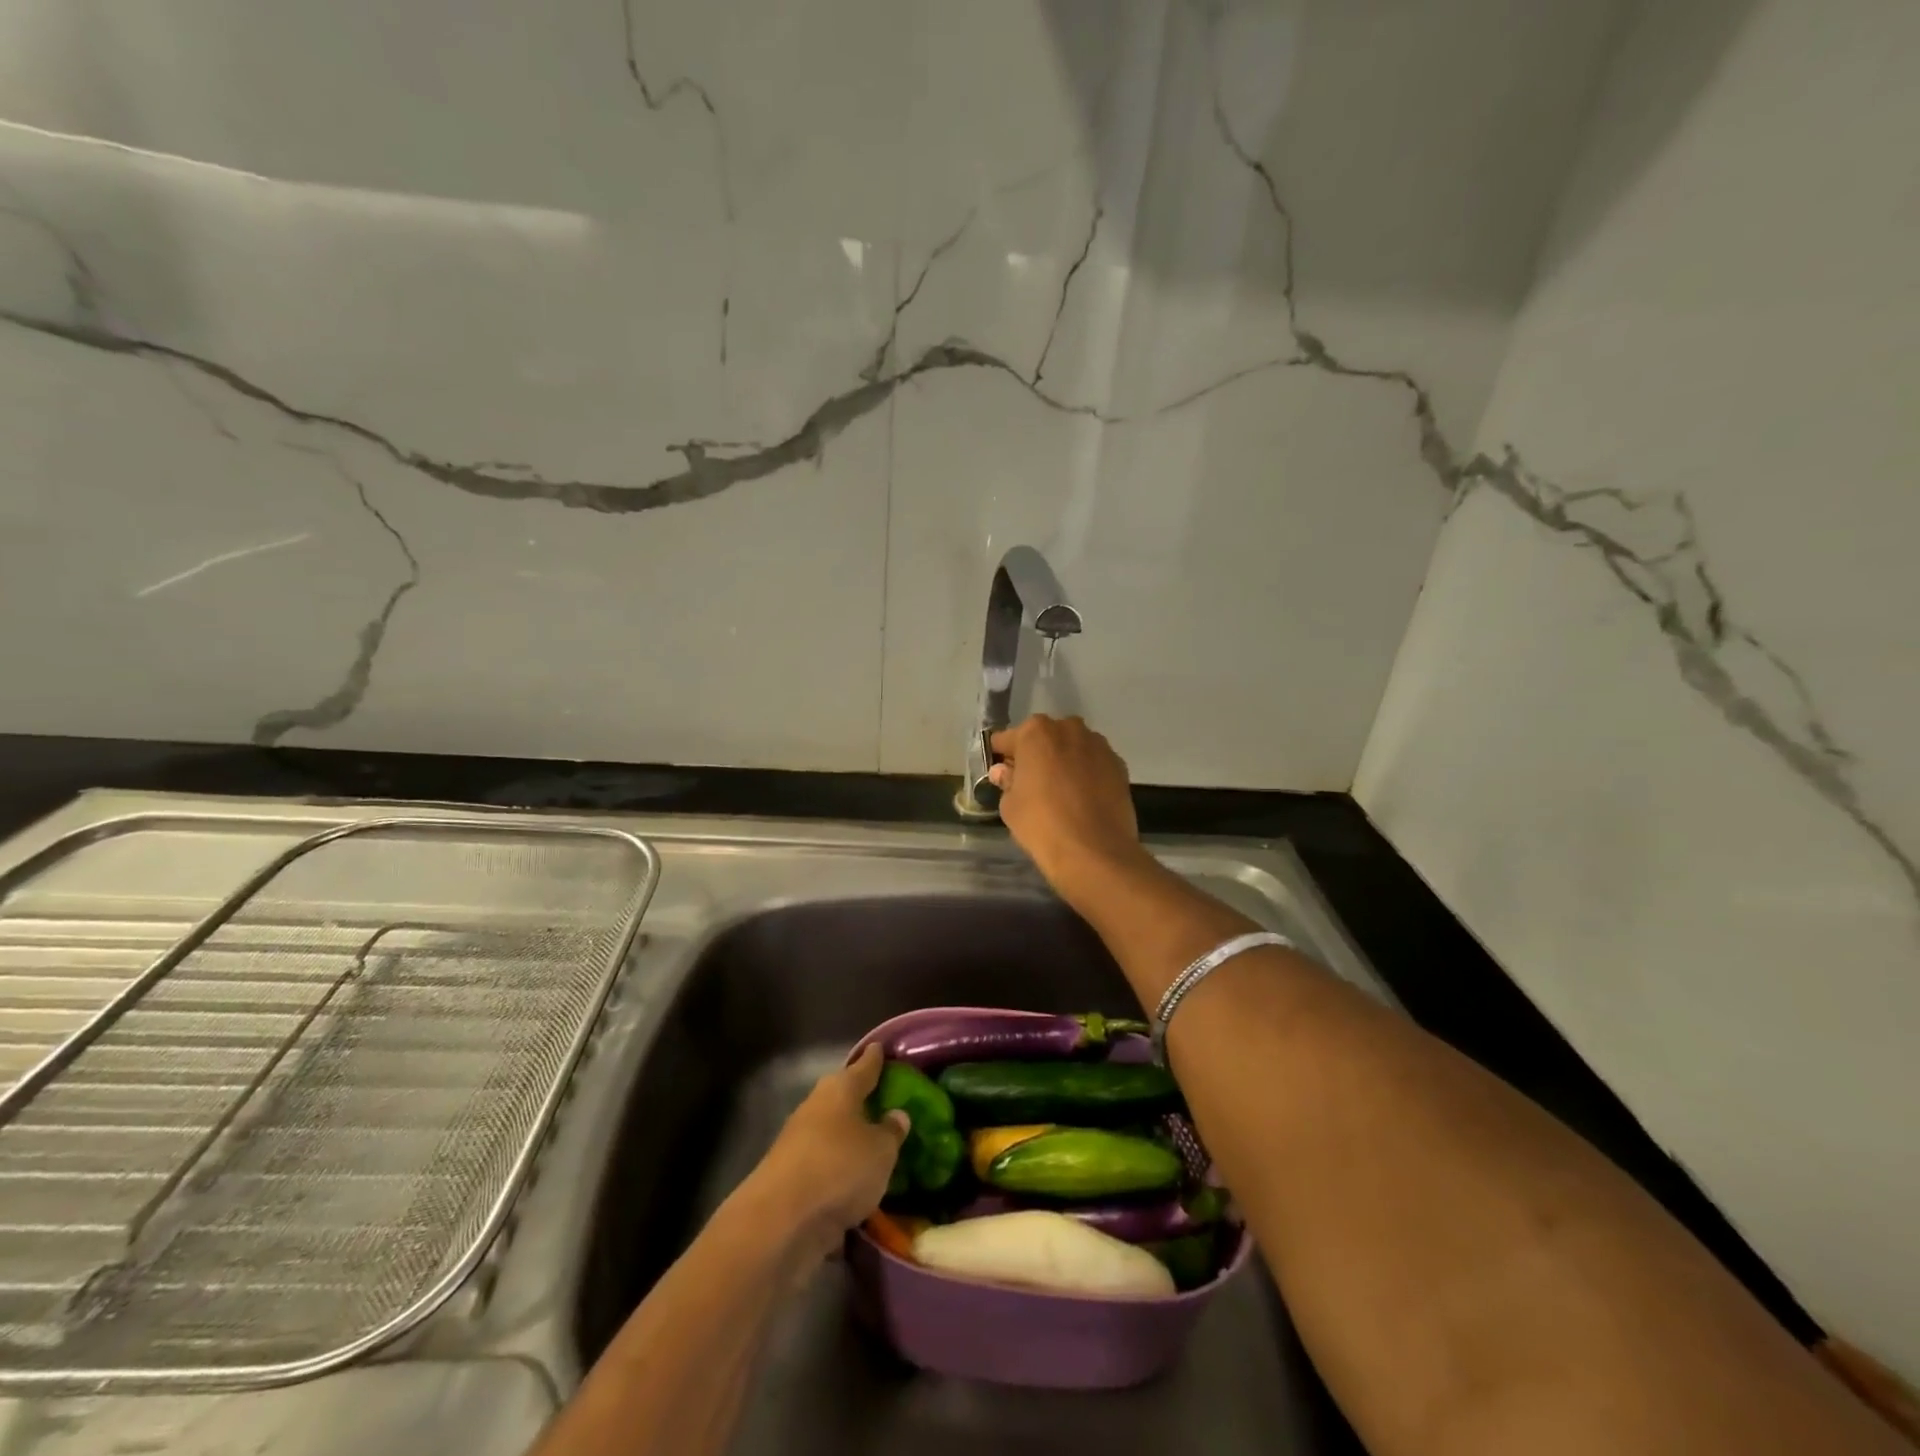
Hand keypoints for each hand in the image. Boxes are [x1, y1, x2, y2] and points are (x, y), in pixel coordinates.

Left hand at [743, 1043, 909, 1262]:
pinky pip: (824, 1167)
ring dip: (849, 1140)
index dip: (875, 1058)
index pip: (863, 1067)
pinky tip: (856, 1186)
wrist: (780, 1223)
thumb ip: (891, 1132)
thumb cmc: (839, 1169)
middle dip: (861, 1100)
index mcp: (840, 1089)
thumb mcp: (881, 1151)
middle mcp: (816, 1108)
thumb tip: (896, 1115)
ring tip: (875, 1147)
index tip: (881, 1048)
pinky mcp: (789, 1179)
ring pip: (832, 1134)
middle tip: (886, 1102)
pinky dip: (838, 1173)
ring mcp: (798, 1144)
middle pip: (843, 1098)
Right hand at [989, 715, 1154, 905]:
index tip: (1001, 775)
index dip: (1002, 757)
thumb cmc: (1042, 824)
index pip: (1007, 739)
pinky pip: (1093, 764)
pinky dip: (1086, 774)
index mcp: (1036, 732)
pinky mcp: (1119, 765)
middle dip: (1036, 755)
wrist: (1095, 852)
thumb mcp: (1010, 805)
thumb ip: (1007, 781)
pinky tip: (1083, 799)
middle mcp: (1069, 729)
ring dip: (1063, 761)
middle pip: (1044, 738)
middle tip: (1031, 784)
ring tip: (1060, 793)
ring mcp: (1099, 745)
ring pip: (1072, 748)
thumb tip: (1004, 772)